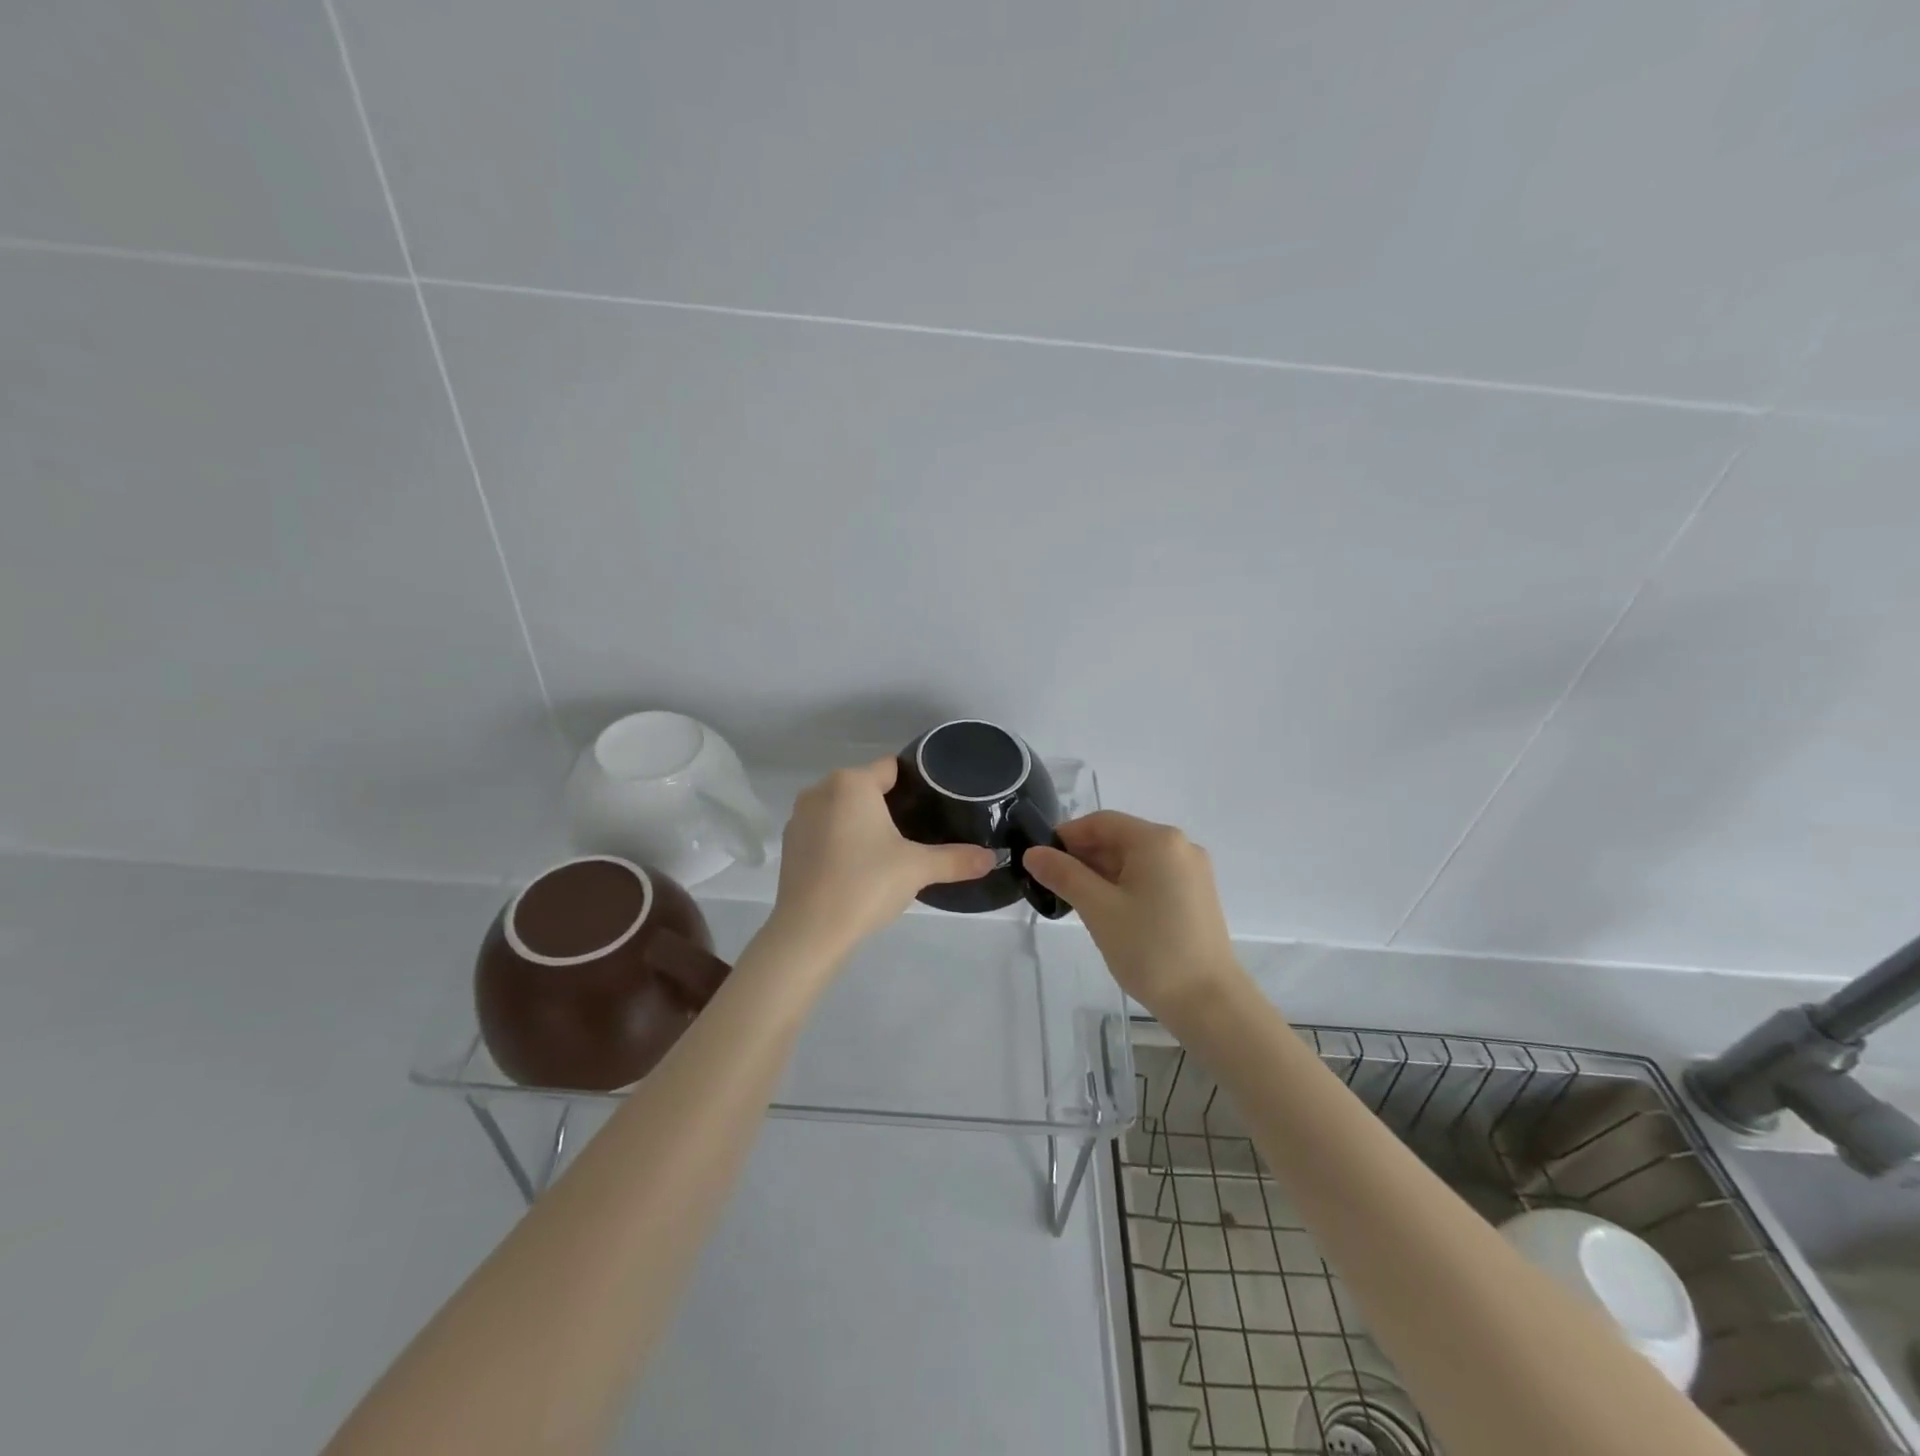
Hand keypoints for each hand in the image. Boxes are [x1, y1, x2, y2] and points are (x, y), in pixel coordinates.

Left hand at [765, 758, 996, 963]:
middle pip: (866, 787)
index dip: (916, 783)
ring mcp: (800, 817)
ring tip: (890, 850)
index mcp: (852, 783)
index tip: (934, 804)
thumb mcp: (918, 869)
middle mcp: (821, 790)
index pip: (892, 768)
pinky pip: (825, 830)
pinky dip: (841, 840)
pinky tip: (858, 866)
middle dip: (890, 804)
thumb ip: (956, 859)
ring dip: (863, 822)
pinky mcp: (790, 844)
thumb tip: (992, 858)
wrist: (809, 931)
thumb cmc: (866, 884)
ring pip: (843, 809)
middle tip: (918, 831)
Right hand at [1023, 811, 1244, 1016]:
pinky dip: (1125, 886)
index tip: (1040, 860)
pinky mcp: (1197, 896)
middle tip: (1053, 885)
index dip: (1067, 836)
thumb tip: (1033, 853)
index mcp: (1157, 840)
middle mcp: (1180, 846)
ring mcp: (1193, 872)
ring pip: (1136, 860)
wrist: (1208, 1002)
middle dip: (1084, 857)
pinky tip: (1108, 912)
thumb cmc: (1150, 949)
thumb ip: (1064, 875)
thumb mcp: (1098, 909)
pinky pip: (1152, 877)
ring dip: (1102, 873)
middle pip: (1120, 838)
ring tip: (1076, 902)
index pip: (1101, 822)